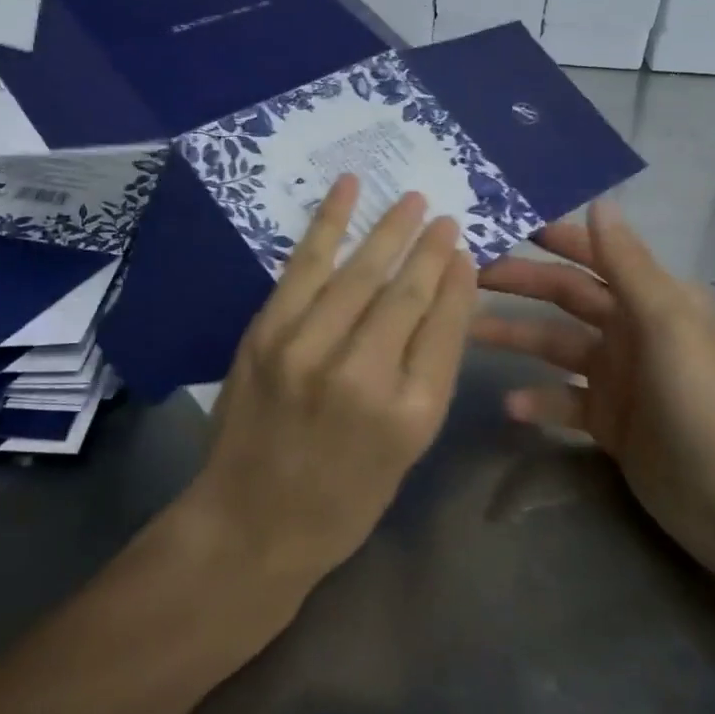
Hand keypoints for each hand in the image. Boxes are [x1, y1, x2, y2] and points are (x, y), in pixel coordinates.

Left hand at [185, 176, 478, 593]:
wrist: (250, 523)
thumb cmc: (343, 498)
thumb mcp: (407, 450)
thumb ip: (427, 373)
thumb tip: (443, 299)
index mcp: (411, 414)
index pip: (445, 326)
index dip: (458, 282)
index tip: (464, 251)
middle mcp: (363, 375)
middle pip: (406, 293)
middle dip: (429, 248)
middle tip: (445, 217)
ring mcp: (308, 349)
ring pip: (360, 272)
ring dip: (389, 229)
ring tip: (411, 200)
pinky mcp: (267, 333)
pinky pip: (305, 266)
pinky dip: (328, 223)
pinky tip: (347, 190)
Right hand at [474, 200, 714, 577]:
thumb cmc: (701, 400)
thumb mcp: (667, 323)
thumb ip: (627, 264)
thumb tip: (600, 201)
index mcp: (651, 299)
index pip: (594, 256)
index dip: (554, 239)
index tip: (505, 225)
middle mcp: (632, 330)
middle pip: (566, 297)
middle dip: (521, 284)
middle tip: (469, 277)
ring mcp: (618, 377)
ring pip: (555, 345)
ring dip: (517, 337)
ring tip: (471, 334)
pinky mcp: (607, 421)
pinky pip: (562, 399)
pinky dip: (537, 399)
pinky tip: (510, 406)